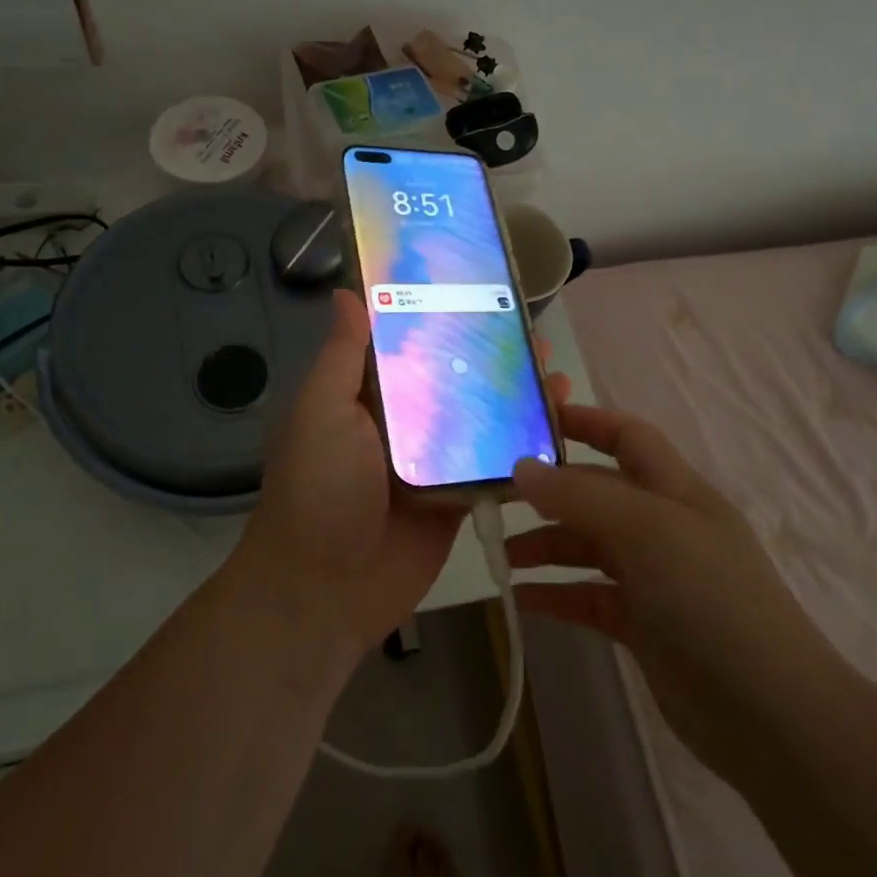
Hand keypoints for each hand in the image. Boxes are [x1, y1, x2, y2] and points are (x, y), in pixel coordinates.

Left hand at [235, 289, 569, 663]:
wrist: (325, 589)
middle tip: (530, 329)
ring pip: (481, 418)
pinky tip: (558, 425)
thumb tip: (345, 292)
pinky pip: (495, 466)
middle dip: (491, 354)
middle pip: (454, 377)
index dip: (442, 316)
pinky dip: (524, 447)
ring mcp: (435, 462)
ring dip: (515, 396)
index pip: (410, 344)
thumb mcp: (320, 411)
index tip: (479, 286)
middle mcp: (404, 422)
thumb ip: (342, 356)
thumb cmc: (318, 488)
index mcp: (368, 395)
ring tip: (554, 369)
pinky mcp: (460, 499)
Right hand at [507, 405, 837, 773]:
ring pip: (587, 546)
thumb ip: (580, 497)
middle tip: (494, 500)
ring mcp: (654, 578)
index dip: (585, 422)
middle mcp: (663, 527)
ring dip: (545, 546)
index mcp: (675, 490)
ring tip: (500, 556)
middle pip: (597, 494)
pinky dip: (555, 595)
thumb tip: (521, 468)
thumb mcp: (646, 532)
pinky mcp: (642, 625)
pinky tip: (520, 601)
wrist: (771, 715)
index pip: (627, 437)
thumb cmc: (711, 599)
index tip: (531, 421)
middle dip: (549, 493)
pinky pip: (588, 597)